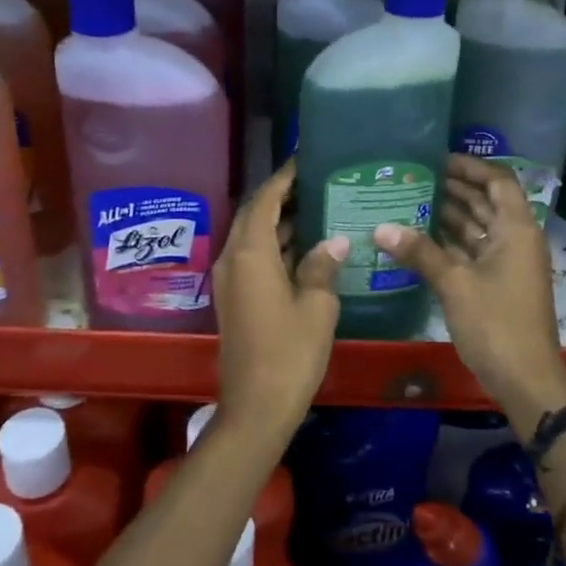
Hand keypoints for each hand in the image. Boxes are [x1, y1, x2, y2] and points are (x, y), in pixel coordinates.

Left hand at [211, 159, 347, 442]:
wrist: (256, 406)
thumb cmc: (290, 352)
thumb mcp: (317, 306)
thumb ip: (323, 266)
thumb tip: (335, 240)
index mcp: (250, 253)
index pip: (266, 200)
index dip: (284, 177)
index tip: (305, 159)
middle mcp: (232, 258)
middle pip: (255, 214)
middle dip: (282, 196)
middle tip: (317, 182)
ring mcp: (230, 280)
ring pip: (253, 237)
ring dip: (280, 222)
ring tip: (318, 207)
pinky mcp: (235, 298)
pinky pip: (253, 258)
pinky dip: (276, 245)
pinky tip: (307, 248)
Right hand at [374, 155, 565, 419]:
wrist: (525, 378)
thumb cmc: (496, 323)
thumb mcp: (454, 284)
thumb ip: (419, 252)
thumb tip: (381, 227)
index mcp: (516, 229)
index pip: (498, 181)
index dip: (471, 167)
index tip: (437, 159)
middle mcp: (515, 239)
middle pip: (486, 202)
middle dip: (454, 189)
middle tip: (414, 178)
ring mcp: (507, 263)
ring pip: (478, 228)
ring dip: (450, 215)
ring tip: (410, 201)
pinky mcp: (497, 284)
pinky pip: (473, 251)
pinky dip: (450, 243)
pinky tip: (419, 239)